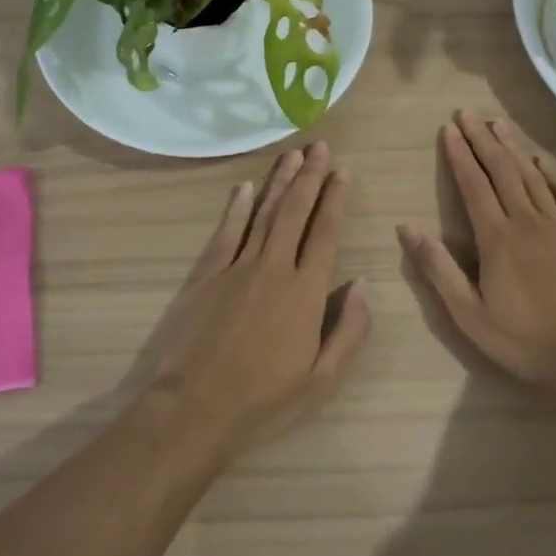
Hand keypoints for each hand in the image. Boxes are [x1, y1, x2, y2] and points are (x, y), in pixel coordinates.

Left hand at [146, 142, 370, 456]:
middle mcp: (274, 268)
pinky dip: (236, 207)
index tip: (343, 172)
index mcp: (305, 292)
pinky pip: (225, 232)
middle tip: (320, 146)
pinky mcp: (206, 275)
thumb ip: (349, 331)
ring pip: (262, 213)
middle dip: (310, 177)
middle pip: (295, 212)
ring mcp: (236, 267)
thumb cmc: (263, 401)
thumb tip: (361, 285)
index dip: (336, 200)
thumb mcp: (322, 381)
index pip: (326, 234)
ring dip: (278, 182)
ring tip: (292, 155)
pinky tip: (244, 187)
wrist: (194, 409)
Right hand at [398, 112, 555, 399]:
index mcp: (497, 239)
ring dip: (514, 148)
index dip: (459, 155)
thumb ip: (438, 269)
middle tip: (469, 113)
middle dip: (483, 139)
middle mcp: (528, 222)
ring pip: (533, 177)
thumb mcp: (470, 315)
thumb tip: (407, 228)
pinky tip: (544, 162)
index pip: (473, 185)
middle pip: (502, 170)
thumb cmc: (527, 341)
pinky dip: (554, 176)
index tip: (448, 129)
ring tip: (499, 124)